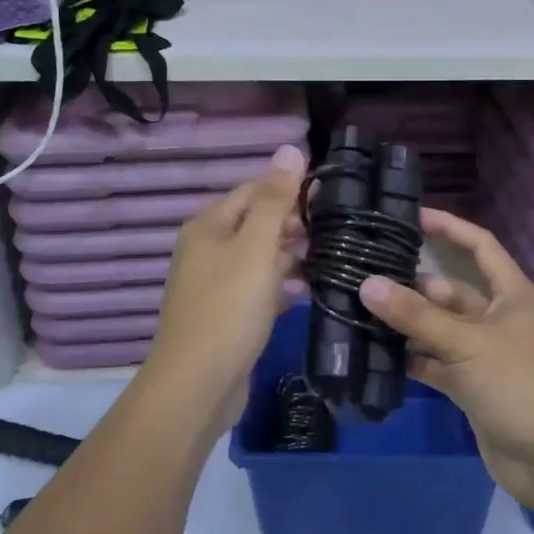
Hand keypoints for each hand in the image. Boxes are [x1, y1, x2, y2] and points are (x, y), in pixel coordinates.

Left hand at [144, 144, 305, 427]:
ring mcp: (214, 284)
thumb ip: (275, 199)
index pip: (253, 190)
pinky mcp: (225, 314)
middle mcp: (207, 249)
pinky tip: (308, 290)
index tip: (330, 196)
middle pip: (255, 223)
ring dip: (291, 255)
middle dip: (293, 224)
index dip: (289, 188)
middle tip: (336, 230)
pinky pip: (257, 288)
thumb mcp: (257, 247)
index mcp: (209, 226)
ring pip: (259, 257)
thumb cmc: (229, 307)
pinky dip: (281, 285)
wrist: (197, 384)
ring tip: (331, 258)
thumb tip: (290, 148)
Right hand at [360, 209, 533, 508]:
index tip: (411, 215)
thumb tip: (367, 284)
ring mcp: (484, 355)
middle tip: (365, 272)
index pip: (479, 246)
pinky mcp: (471, 387)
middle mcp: (497, 318)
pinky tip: (376, 353)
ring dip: (407, 323)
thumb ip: (416, 316)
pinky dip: (412, 359)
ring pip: (439, 328)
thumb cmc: (520, 385)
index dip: (449, 227)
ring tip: (360, 309)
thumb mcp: (467, 343)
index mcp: (511, 295)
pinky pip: (435, 363)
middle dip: (413, 283)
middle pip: (450, 290)